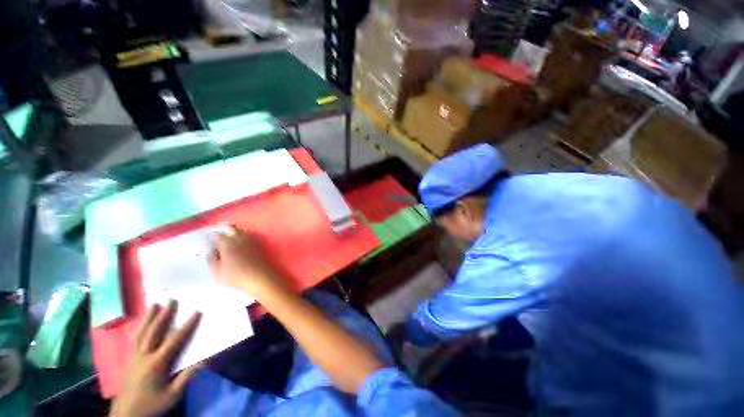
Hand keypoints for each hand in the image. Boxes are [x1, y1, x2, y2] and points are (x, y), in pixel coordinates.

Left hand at [110, 301, 201, 416]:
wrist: (127, 415)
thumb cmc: (152, 405)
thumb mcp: (173, 395)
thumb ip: (187, 377)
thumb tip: (205, 360)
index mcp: (157, 364)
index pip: (175, 340)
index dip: (187, 326)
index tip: (196, 312)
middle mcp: (144, 356)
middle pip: (155, 331)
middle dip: (164, 315)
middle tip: (171, 299)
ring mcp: (133, 357)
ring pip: (141, 333)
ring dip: (148, 318)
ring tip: (154, 304)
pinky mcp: (127, 360)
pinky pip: (133, 340)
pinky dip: (137, 329)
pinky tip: (140, 324)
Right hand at [209, 226, 287, 299]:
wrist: (258, 277)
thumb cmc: (235, 276)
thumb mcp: (217, 272)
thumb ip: (211, 260)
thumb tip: (209, 250)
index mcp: (226, 243)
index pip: (216, 235)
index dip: (211, 237)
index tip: (208, 240)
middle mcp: (239, 238)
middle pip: (230, 228)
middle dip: (223, 229)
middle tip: (219, 235)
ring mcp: (250, 240)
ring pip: (241, 231)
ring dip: (234, 232)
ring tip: (229, 239)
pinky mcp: (258, 244)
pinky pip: (250, 236)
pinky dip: (244, 237)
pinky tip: (241, 243)